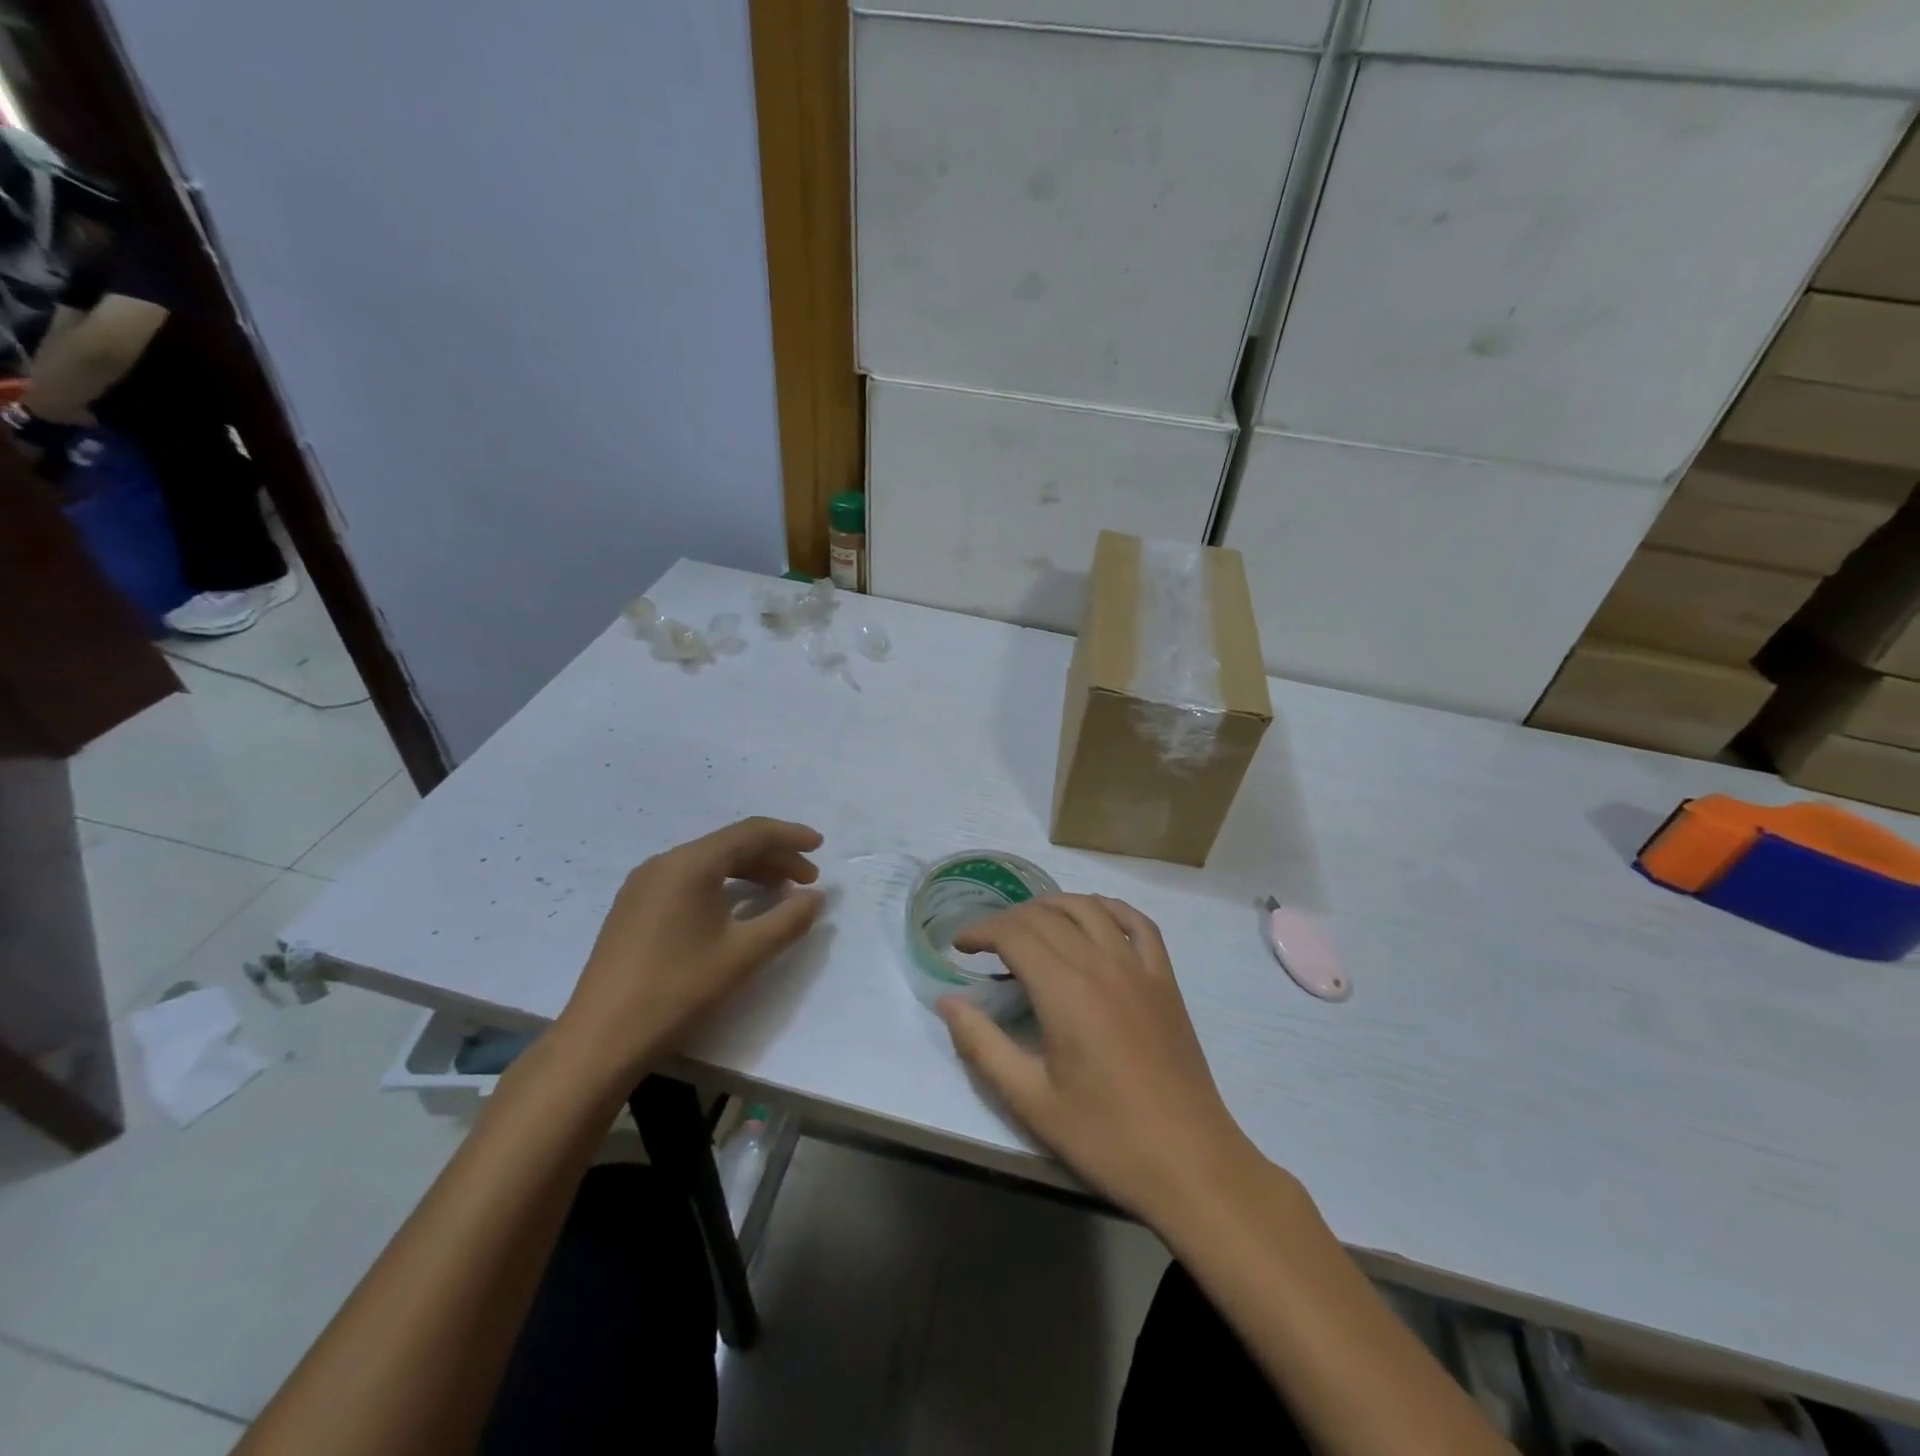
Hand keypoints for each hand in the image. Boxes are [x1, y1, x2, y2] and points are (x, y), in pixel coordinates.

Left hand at [552, 817, 824, 1086]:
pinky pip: (688, 881)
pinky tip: (736, 910)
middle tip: (807, 880)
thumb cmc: (678, 990)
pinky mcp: (633, 909)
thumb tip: (815, 897)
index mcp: (690, 864)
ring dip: (749, 872)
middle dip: (774, 857)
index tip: (821, 846)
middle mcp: (664, 863)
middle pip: (730, 845)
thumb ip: (788, 921)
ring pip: (708, 864)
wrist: (600, 1040)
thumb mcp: (744, 955)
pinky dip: (722, 886)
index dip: (790, 836)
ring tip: (780, 894)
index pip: (751, 833)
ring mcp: (643, 886)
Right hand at [938, 895, 1264, 1231]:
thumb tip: (947, 1002)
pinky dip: (1110, 908)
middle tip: (986, 944)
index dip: (981, 931)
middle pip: (1046, 916)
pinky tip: (1094, 915)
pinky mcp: (1165, 981)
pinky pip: (1139, 924)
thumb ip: (982, 1045)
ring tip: (1029, 924)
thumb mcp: (1030, 1100)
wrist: (1190, 1163)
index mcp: (1066, 992)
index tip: (959, 945)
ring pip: (1089, 909)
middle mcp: (1102, 965)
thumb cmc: (1105, 1137)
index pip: (1015, 934)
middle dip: (1008, 920)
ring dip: (1052, 906)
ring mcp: (1139, 969)